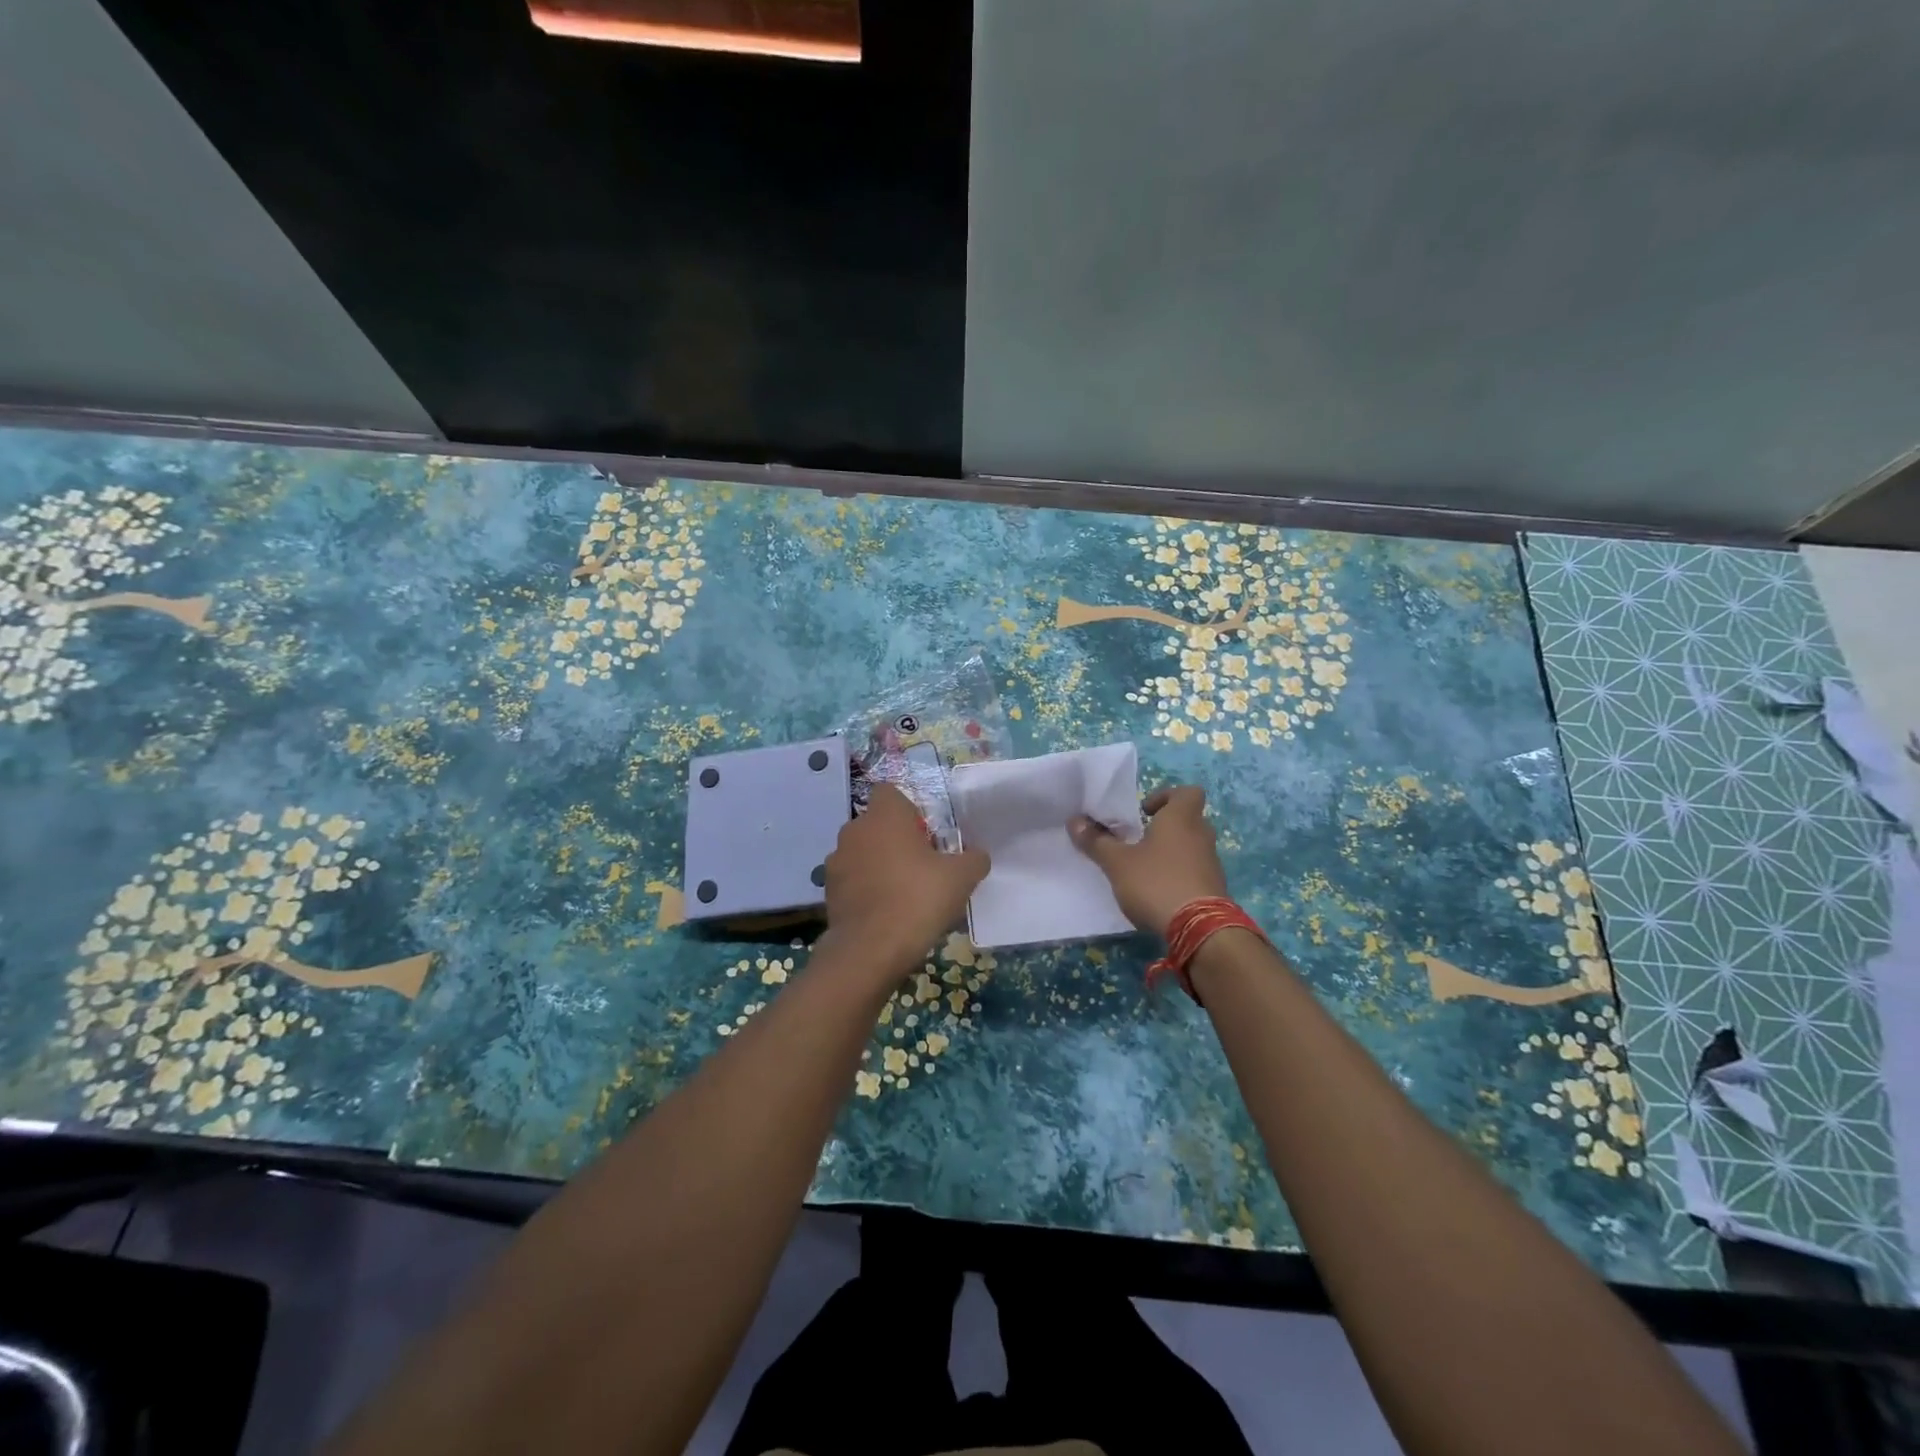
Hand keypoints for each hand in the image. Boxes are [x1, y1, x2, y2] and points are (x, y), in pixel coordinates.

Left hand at [821, 784, 989, 980]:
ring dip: (879, 864)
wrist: (870, 950)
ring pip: (863, 852)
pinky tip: (885, 913)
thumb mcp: (962, 878)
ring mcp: (836, 861)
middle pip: (877, 824)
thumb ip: (974, 859)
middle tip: (922, 866)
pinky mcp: (828, 891)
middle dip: (896, 840)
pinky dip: (866, 889)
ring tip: (903, 894)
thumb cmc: (918, 899)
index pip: (890, 792)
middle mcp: (854, 830)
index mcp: (884, 815)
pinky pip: (852, 880)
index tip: (926, 835)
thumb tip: (977, 855)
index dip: (909, 811)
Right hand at [1069, 785, 1228, 937]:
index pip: (1187, 792)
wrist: (1199, 929)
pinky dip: (1179, 874)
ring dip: (1171, 852)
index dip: (1166, 796)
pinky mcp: (1214, 888)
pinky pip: (1195, 871)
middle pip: (1188, 820)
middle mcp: (1202, 835)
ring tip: (1144, 869)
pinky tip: (1158, 891)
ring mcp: (1212, 863)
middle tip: (1138, 840)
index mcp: (1181, 818)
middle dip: (1164, 827)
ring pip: (1192, 846)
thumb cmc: (1156, 882)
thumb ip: (1096, 841)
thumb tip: (1074, 821)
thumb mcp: (1117, 862)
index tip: (1144, 812)